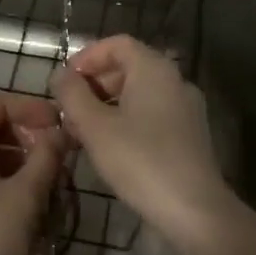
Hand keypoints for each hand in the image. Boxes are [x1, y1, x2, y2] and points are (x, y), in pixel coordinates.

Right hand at [52, 36, 235, 250]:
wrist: (195, 210)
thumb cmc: (140, 161)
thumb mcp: (95, 127)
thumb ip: (73, 95)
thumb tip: (61, 75)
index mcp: (154, 68)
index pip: (117, 44)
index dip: (87, 57)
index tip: (64, 81)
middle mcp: (174, 80)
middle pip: (128, 67)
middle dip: (94, 84)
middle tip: (69, 110)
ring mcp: (186, 108)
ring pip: (139, 93)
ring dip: (107, 105)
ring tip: (83, 132)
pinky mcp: (190, 134)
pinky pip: (152, 113)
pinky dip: (127, 120)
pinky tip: (110, 148)